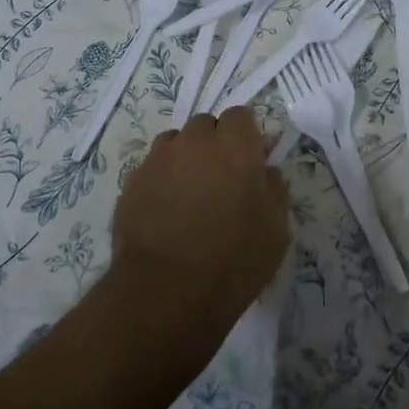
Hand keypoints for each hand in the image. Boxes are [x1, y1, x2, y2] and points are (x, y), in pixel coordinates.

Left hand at [112, 108, 289, 321]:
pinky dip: (162, 180)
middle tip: (221, 179)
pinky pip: (152, 168)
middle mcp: (194, 141)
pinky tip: (166, 212)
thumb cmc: (234, 261)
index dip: (246, 136)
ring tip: (190, 194)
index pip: (240, 116)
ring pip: (175, 143)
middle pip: (206, 124)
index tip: (250, 161)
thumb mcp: (276, 230)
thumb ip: (274, 189)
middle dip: (215, 143)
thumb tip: (267, 172)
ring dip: (186, 157)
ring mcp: (158, 159)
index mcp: (234, 146)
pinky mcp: (131, 182)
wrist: (166, 292)